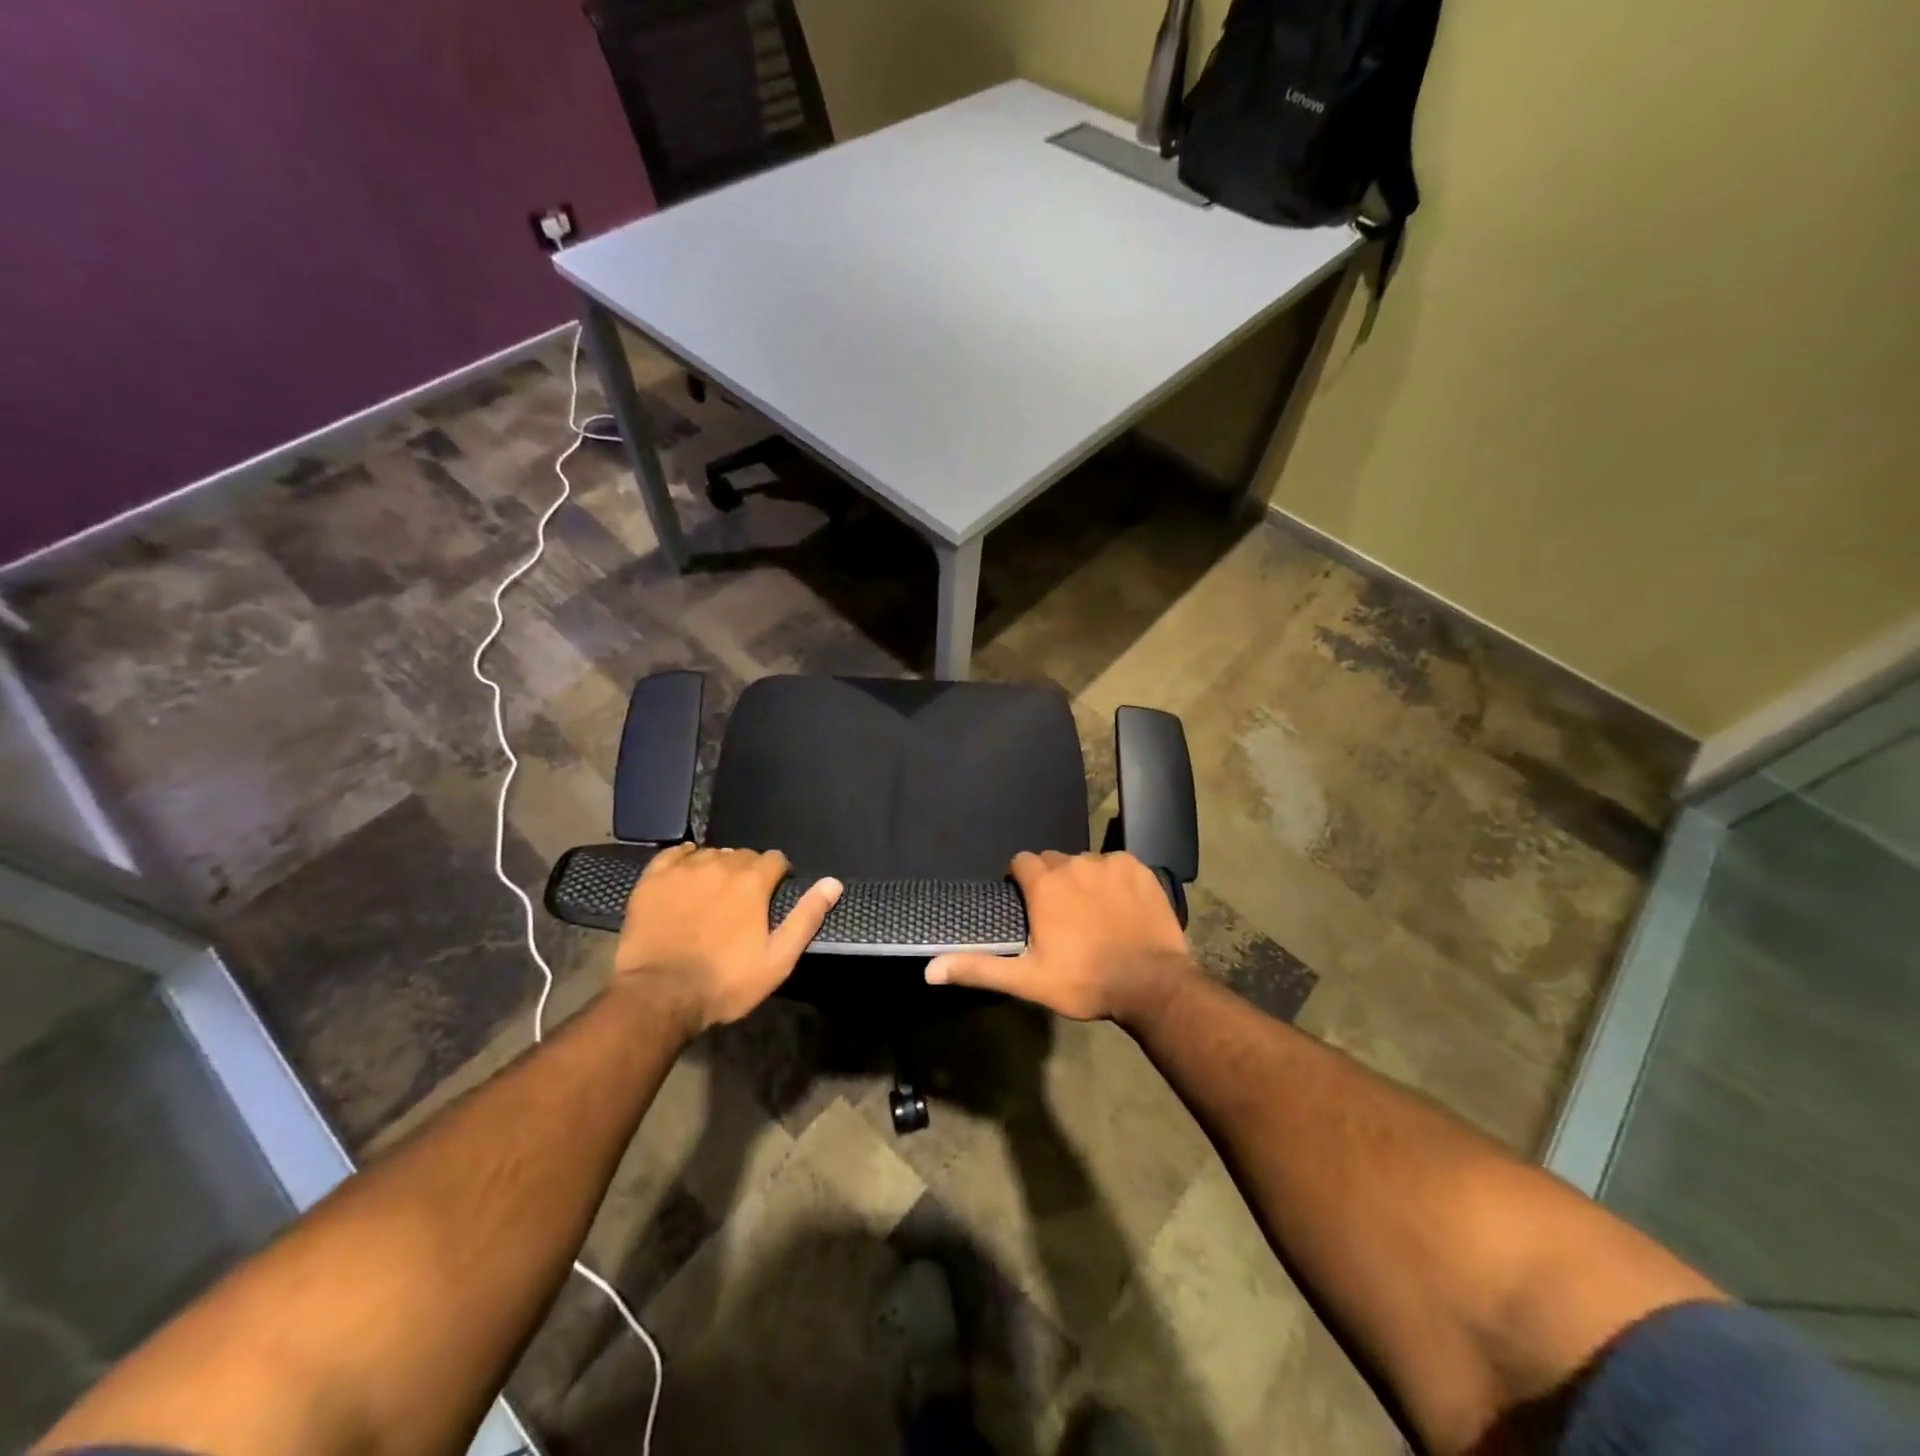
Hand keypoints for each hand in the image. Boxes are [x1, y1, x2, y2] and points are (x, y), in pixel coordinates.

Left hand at [613, 844, 841, 1034]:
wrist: (659, 995)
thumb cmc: (725, 981)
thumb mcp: (778, 959)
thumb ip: (807, 917)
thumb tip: (833, 883)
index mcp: (753, 881)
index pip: (775, 859)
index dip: (779, 875)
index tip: (774, 894)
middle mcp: (720, 864)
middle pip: (743, 855)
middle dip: (749, 872)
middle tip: (744, 900)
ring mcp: (683, 870)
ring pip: (710, 854)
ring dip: (718, 867)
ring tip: (714, 893)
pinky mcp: (653, 880)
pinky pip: (674, 854)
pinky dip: (684, 858)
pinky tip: (686, 872)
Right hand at [924, 851, 1193, 1023]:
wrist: (1151, 984)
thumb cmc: (1084, 981)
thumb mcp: (1027, 979)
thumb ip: (978, 968)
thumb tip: (929, 969)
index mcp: (1044, 884)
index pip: (1021, 862)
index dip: (1020, 881)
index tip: (1027, 905)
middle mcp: (1074, 863)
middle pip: (1053, 861)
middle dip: (1051, 881)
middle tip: (1060, 915)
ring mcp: (1110, 863)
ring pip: (1086, 863)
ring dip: (1083, 880)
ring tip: (1094, 914)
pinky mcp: (1140, 868)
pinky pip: (1117, 865)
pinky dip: (1115, 880)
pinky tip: (1121, 907)